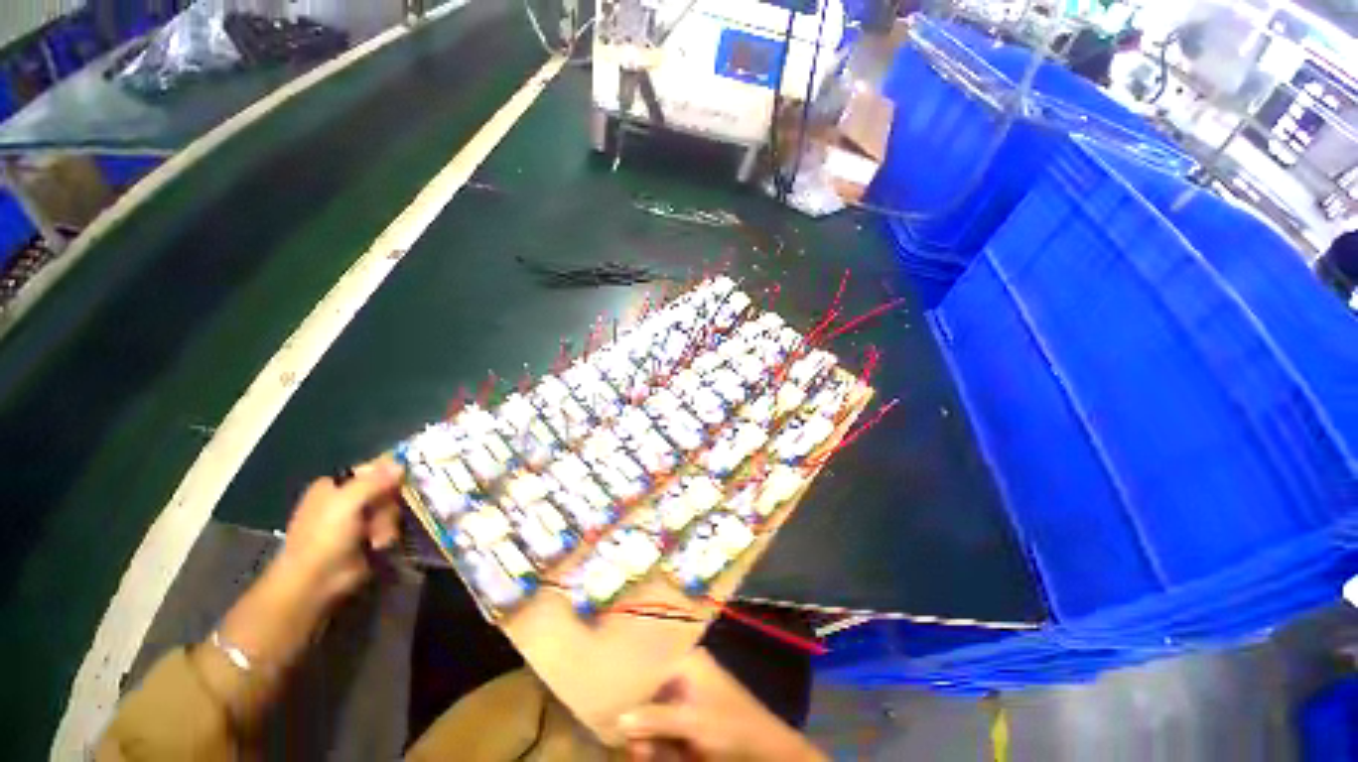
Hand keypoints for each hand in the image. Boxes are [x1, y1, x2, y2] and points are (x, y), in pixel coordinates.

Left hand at [276, 455, 404, 602]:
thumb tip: (401, 464)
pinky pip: (390, 527)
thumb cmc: (323, 537)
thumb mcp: (346, 503)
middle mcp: (348, 500)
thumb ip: (374, 481)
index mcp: (335, 486)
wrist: (316, 582)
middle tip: (379, 515)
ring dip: (387, 523)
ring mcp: (359, 520)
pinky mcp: (369, 538)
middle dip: (387, 505)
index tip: (402, 479)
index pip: (371, 469)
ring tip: (375, 538)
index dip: (388, 473)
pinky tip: (377, 546)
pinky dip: (387, 536)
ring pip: (390, 510)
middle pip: (386, 490)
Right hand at [619, 649, 825, 761]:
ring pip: (654, 712)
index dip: (631, 687)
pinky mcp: (690, 716)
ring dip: (647, 735)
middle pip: (649, 692)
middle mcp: (684, 673)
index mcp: (687, 662)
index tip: (612, 707)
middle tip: (636, 749)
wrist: (765, 749)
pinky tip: (653, 753)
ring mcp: (687, 695)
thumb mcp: (692, 722)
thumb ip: (656, 719)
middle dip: (640, 721)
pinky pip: (665, 725)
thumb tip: (620, 718)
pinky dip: (658, 741)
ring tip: (645, 755)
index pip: (649, 666)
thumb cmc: (730, 726)